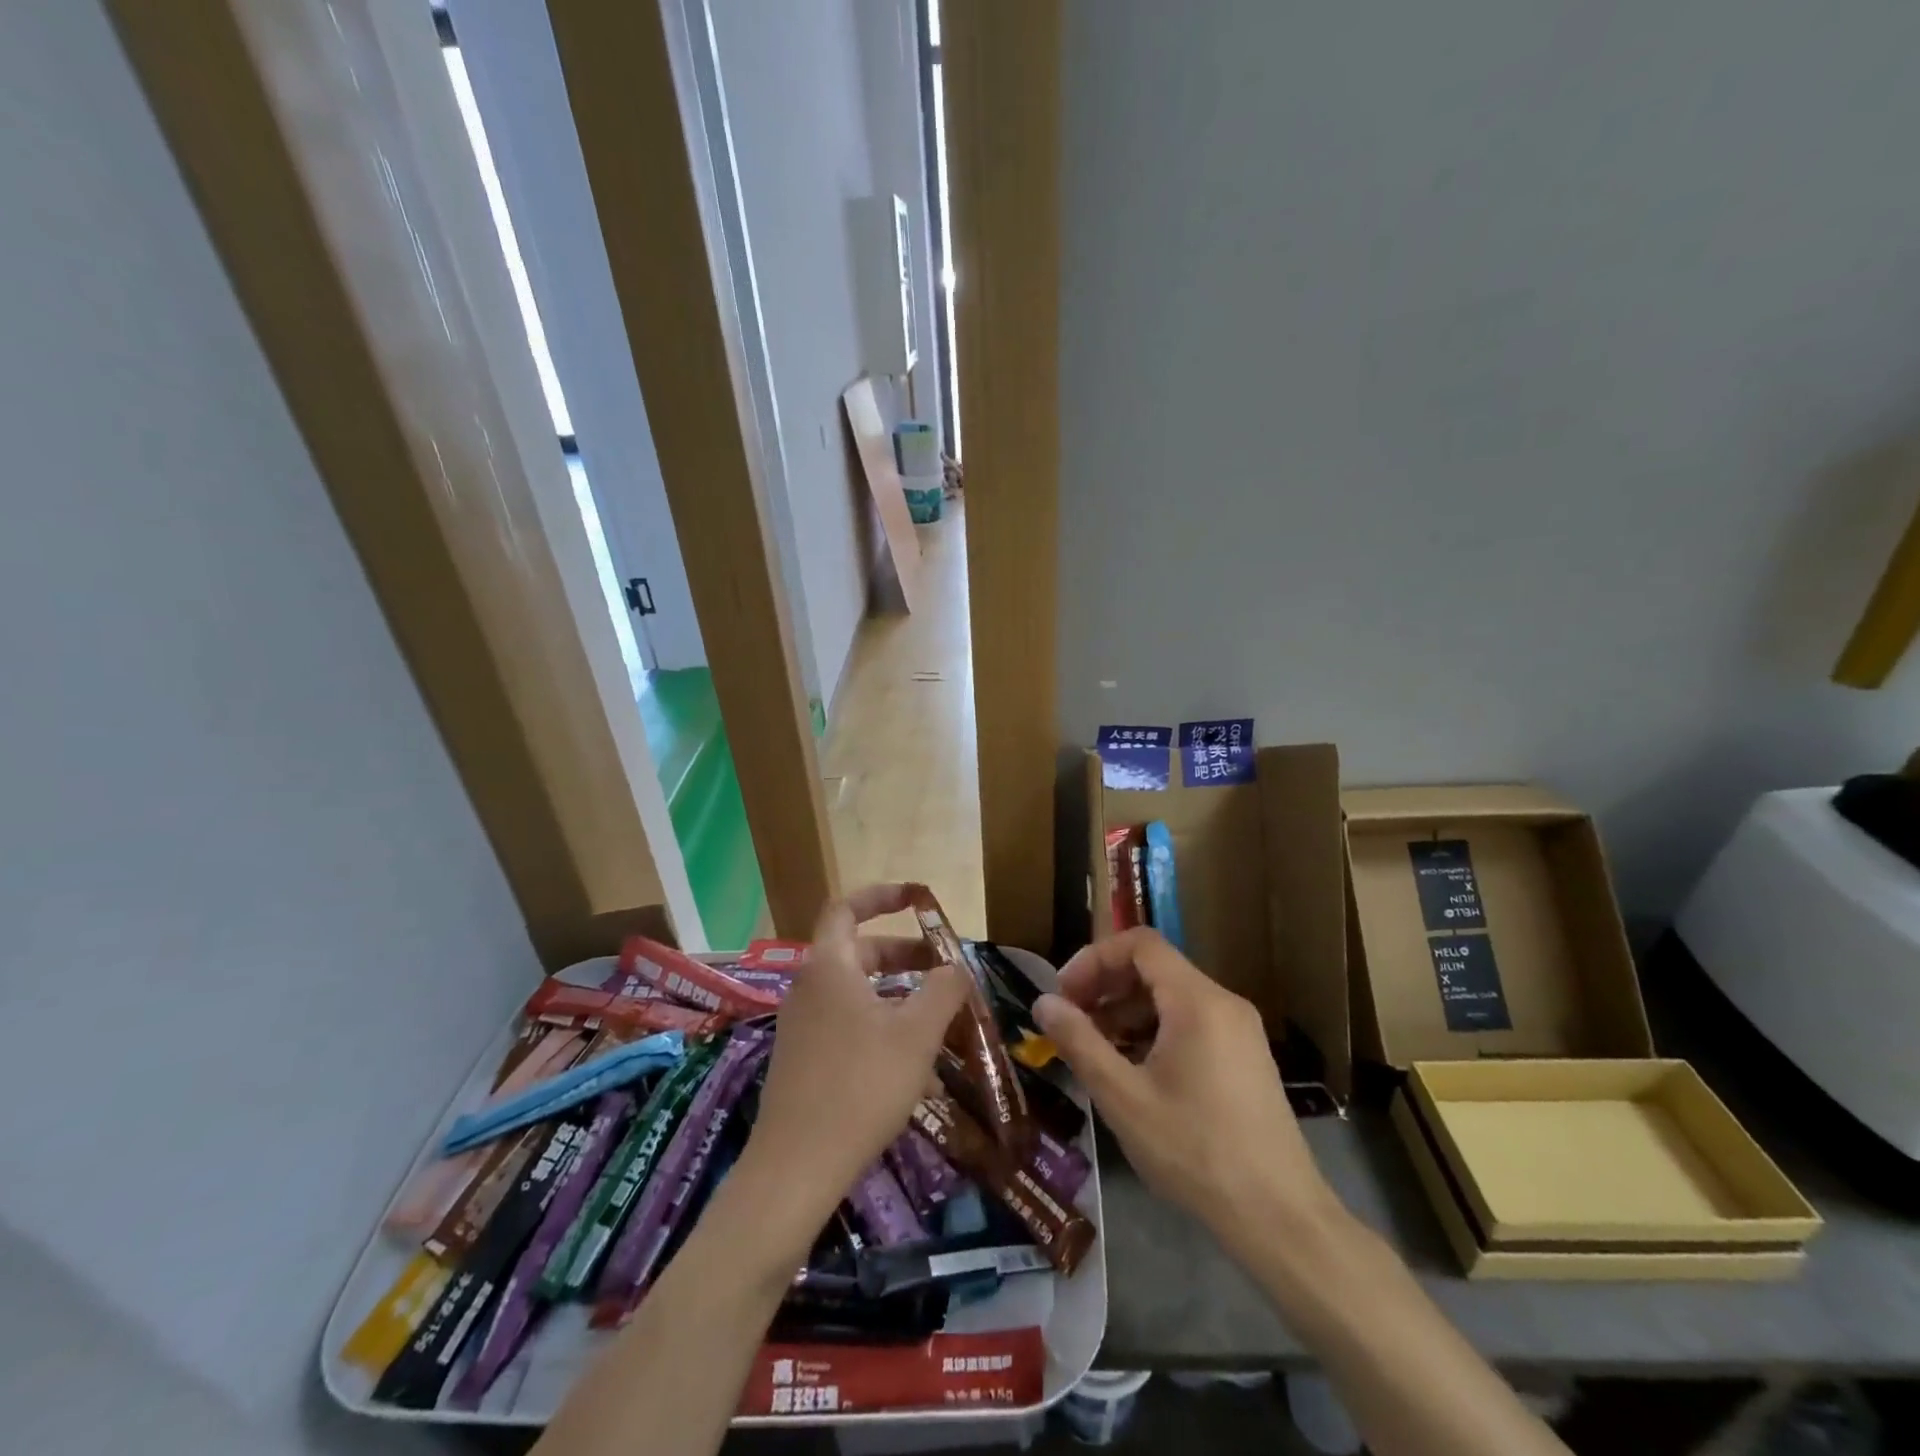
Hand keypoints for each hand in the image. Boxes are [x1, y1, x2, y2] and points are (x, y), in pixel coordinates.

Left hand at [740, 884, 969, 1241]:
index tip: (919, 898)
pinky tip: (916, 1068)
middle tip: (945, 970)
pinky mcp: (804, 1059)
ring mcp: (803, 1025)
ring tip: (940, 1021)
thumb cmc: (861, 1087)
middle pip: (859, 951)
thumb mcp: (916, 1034)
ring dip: (899, 996)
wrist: (796, 1169)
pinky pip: (847, 1025)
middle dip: (905, 955)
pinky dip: (882, 1028)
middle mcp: (810, 987)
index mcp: (829, 966)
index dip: (883, 895)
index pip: (848, 907)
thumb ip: (943, 989)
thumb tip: (956, 966)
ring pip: (857, 993)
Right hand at [1033, 928, 1337, 1253]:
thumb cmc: (1195, 1151)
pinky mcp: (1246, 1057)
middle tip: (1072, 1021)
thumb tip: (1043, 1002)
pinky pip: (1191, 1022)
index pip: (1140, 944)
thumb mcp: (1124, 1097)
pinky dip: (1155, 1031)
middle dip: (1107, 986)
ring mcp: (1240, 1030)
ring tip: (1097, 1050)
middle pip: (1155, 967)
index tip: (1064, 994)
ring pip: (1172, 997)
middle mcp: (1223, 1003)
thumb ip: (1079, 1042)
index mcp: (1197, 1001)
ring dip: (1128, 1011)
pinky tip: (1135, 1071)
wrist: (1280, 1218)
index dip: (1095, 958)